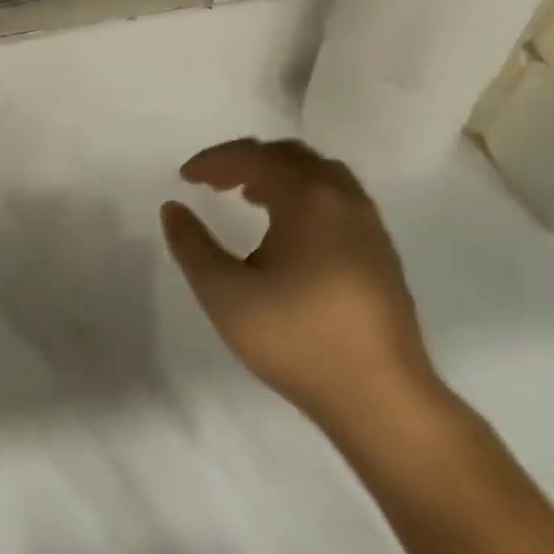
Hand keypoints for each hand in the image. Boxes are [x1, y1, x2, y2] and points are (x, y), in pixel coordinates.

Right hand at [160, 138, 441, 435]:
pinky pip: (337, 199)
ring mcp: (369, 227)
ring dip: (278, 175)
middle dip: (247, 160)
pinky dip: (303, 194)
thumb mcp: (224, 293)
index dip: (215, 160)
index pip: (255, 157)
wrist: (380, 397)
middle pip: (292, 156)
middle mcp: (344, 201)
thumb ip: (191, 245)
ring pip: (320, 175)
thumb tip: (173, 208)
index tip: (184, 178)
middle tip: (213, 182)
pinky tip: (286, 231)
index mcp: (308, 200)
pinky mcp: (380, 253)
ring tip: (247, 196)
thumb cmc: (295, 338)